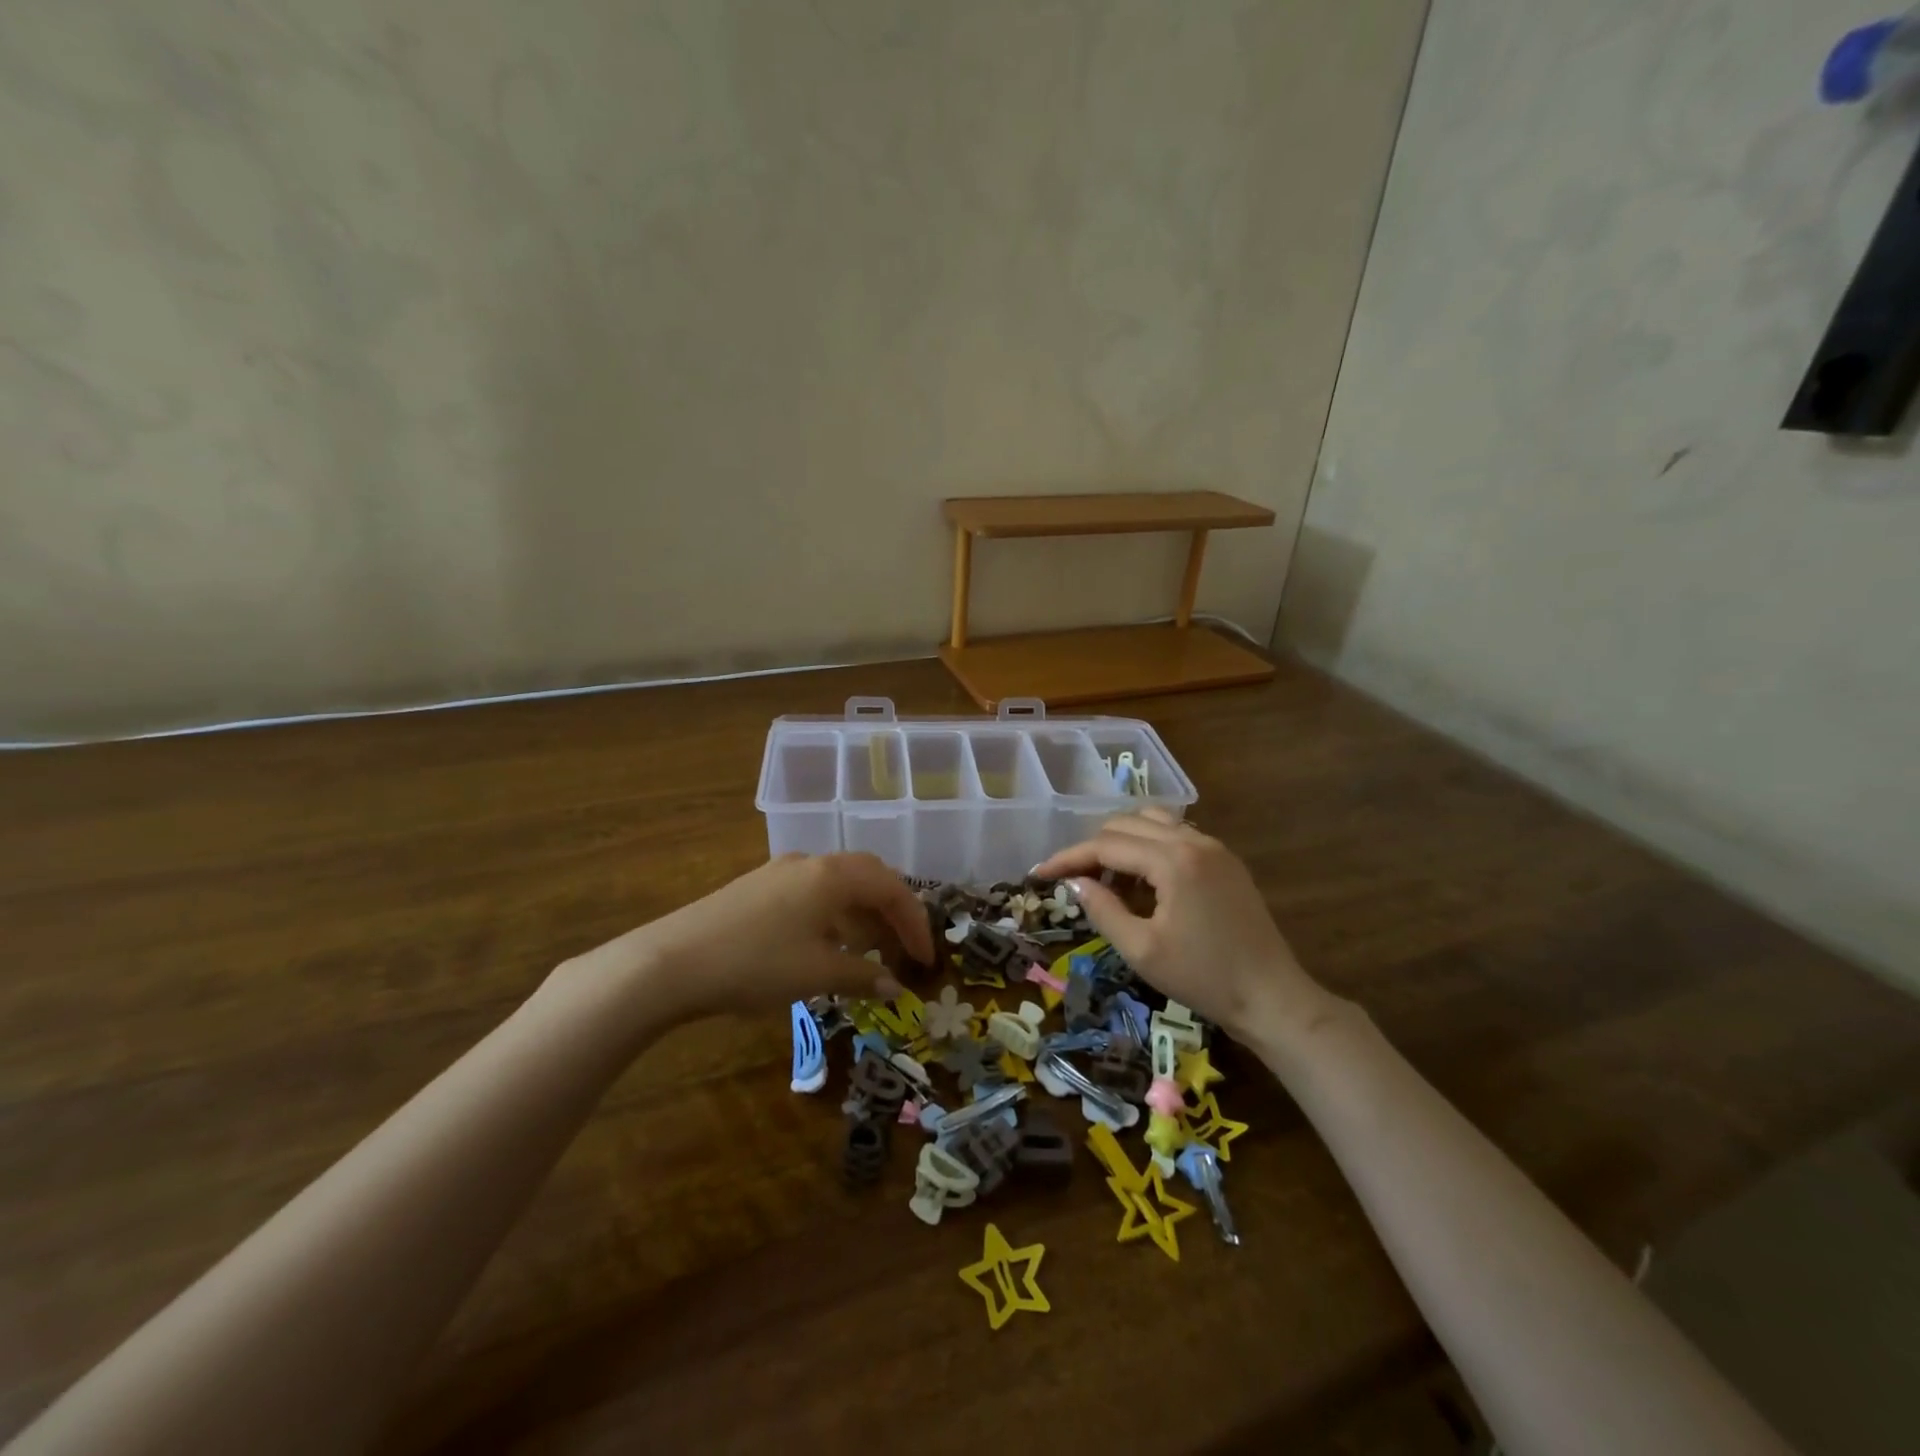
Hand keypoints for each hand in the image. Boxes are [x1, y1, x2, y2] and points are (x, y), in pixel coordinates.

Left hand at [563, 853, 934, 1025]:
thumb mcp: (817, 974)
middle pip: (868, 876)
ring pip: (837, 884)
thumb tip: (893, 986)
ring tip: (869, 950)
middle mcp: (810, 863)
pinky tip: (825, 945)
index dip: (915, 922)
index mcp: (833, 875)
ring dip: (861, 914)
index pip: (891, 887)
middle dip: (892, 910)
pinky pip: (812, 893)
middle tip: (904, 947)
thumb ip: (862, 975)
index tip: (926, 960)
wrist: (671, 961)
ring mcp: (780, 872)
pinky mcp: (757, 888)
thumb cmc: (756, 964)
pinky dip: (833, 915)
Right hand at [1033, 810, 1326, 1043]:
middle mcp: (1193, 840)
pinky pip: (1175, 836)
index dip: (1068, 857)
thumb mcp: (1142, 950)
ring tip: (1107, 877)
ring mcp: (1213, 847)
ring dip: (1122, 842)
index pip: (1106, 844)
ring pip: (1152, 822)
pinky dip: (1149, 847)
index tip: (1039, 873)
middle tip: (1073, 880)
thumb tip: (1074, 883)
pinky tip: (1142, 881)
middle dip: (1093, 847)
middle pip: (1127, 824)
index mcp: (1173, 860)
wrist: (1272, 998)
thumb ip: (1103, 909)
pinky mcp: (1225, 860)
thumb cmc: (1203, 978)